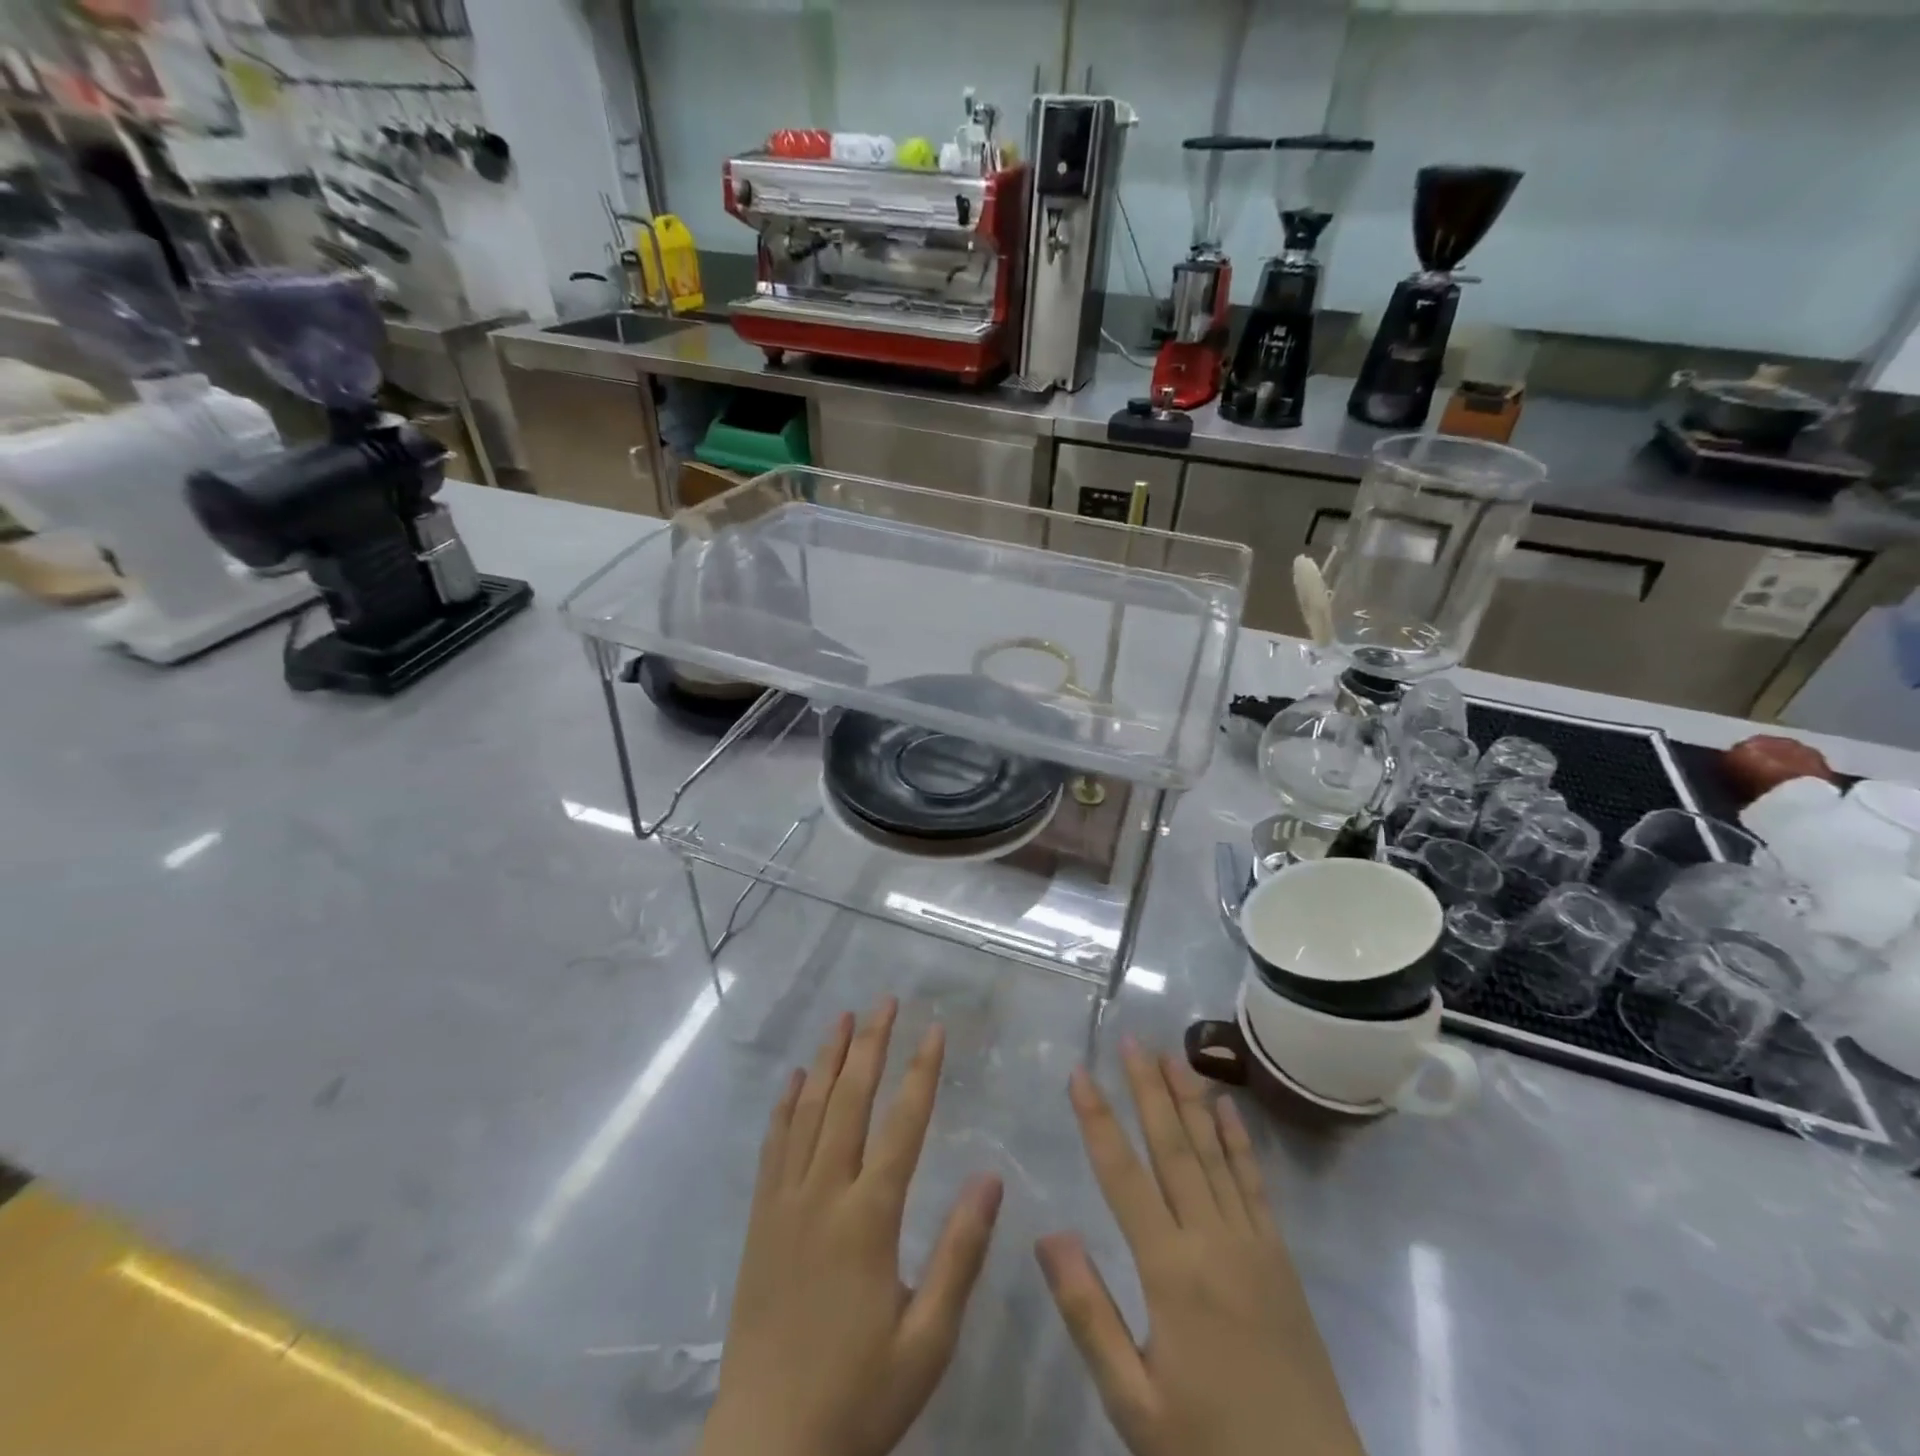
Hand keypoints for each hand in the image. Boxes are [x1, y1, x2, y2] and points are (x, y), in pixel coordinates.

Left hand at [699, 998, 1003, 1455]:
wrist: (765, 1450)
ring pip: (809, 1112)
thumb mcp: (927, 1341)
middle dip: (870, 1045)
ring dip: (828, 1060)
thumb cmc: (858, 1396)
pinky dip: (785, 1105)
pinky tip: (795, 1079)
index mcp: (868, 1219)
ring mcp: (784, 1203)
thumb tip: (990, 1179)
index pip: (902, 1125)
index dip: (920, 1072)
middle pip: (850, 1102)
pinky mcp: (760, 1220)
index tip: (935, 1029)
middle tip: (884, 1001)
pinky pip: (773, 1146)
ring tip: (843, 1018)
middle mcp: (823, 1195)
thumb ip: (959, 1255)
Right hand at [1037, 1041, 1364, 1455]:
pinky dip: (1240, 1142)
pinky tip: (1228, 1109)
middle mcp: (1211, 1240)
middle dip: (1148, 1088)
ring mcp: (1253, 1244)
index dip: (1098, 1120)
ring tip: (1173, 1055)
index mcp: (1170, 1270)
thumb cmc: (1210, 1448)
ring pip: (1214, 1154)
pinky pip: (1256, 1185)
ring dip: (1191, 1100)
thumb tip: (1049, 1234)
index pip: (1123, 1175)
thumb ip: (1089, 1314)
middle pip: (1173, 1147)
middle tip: (1131, 1040)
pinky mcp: (1281, 1259)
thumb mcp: (1133, 1403)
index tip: (1079, 1073)